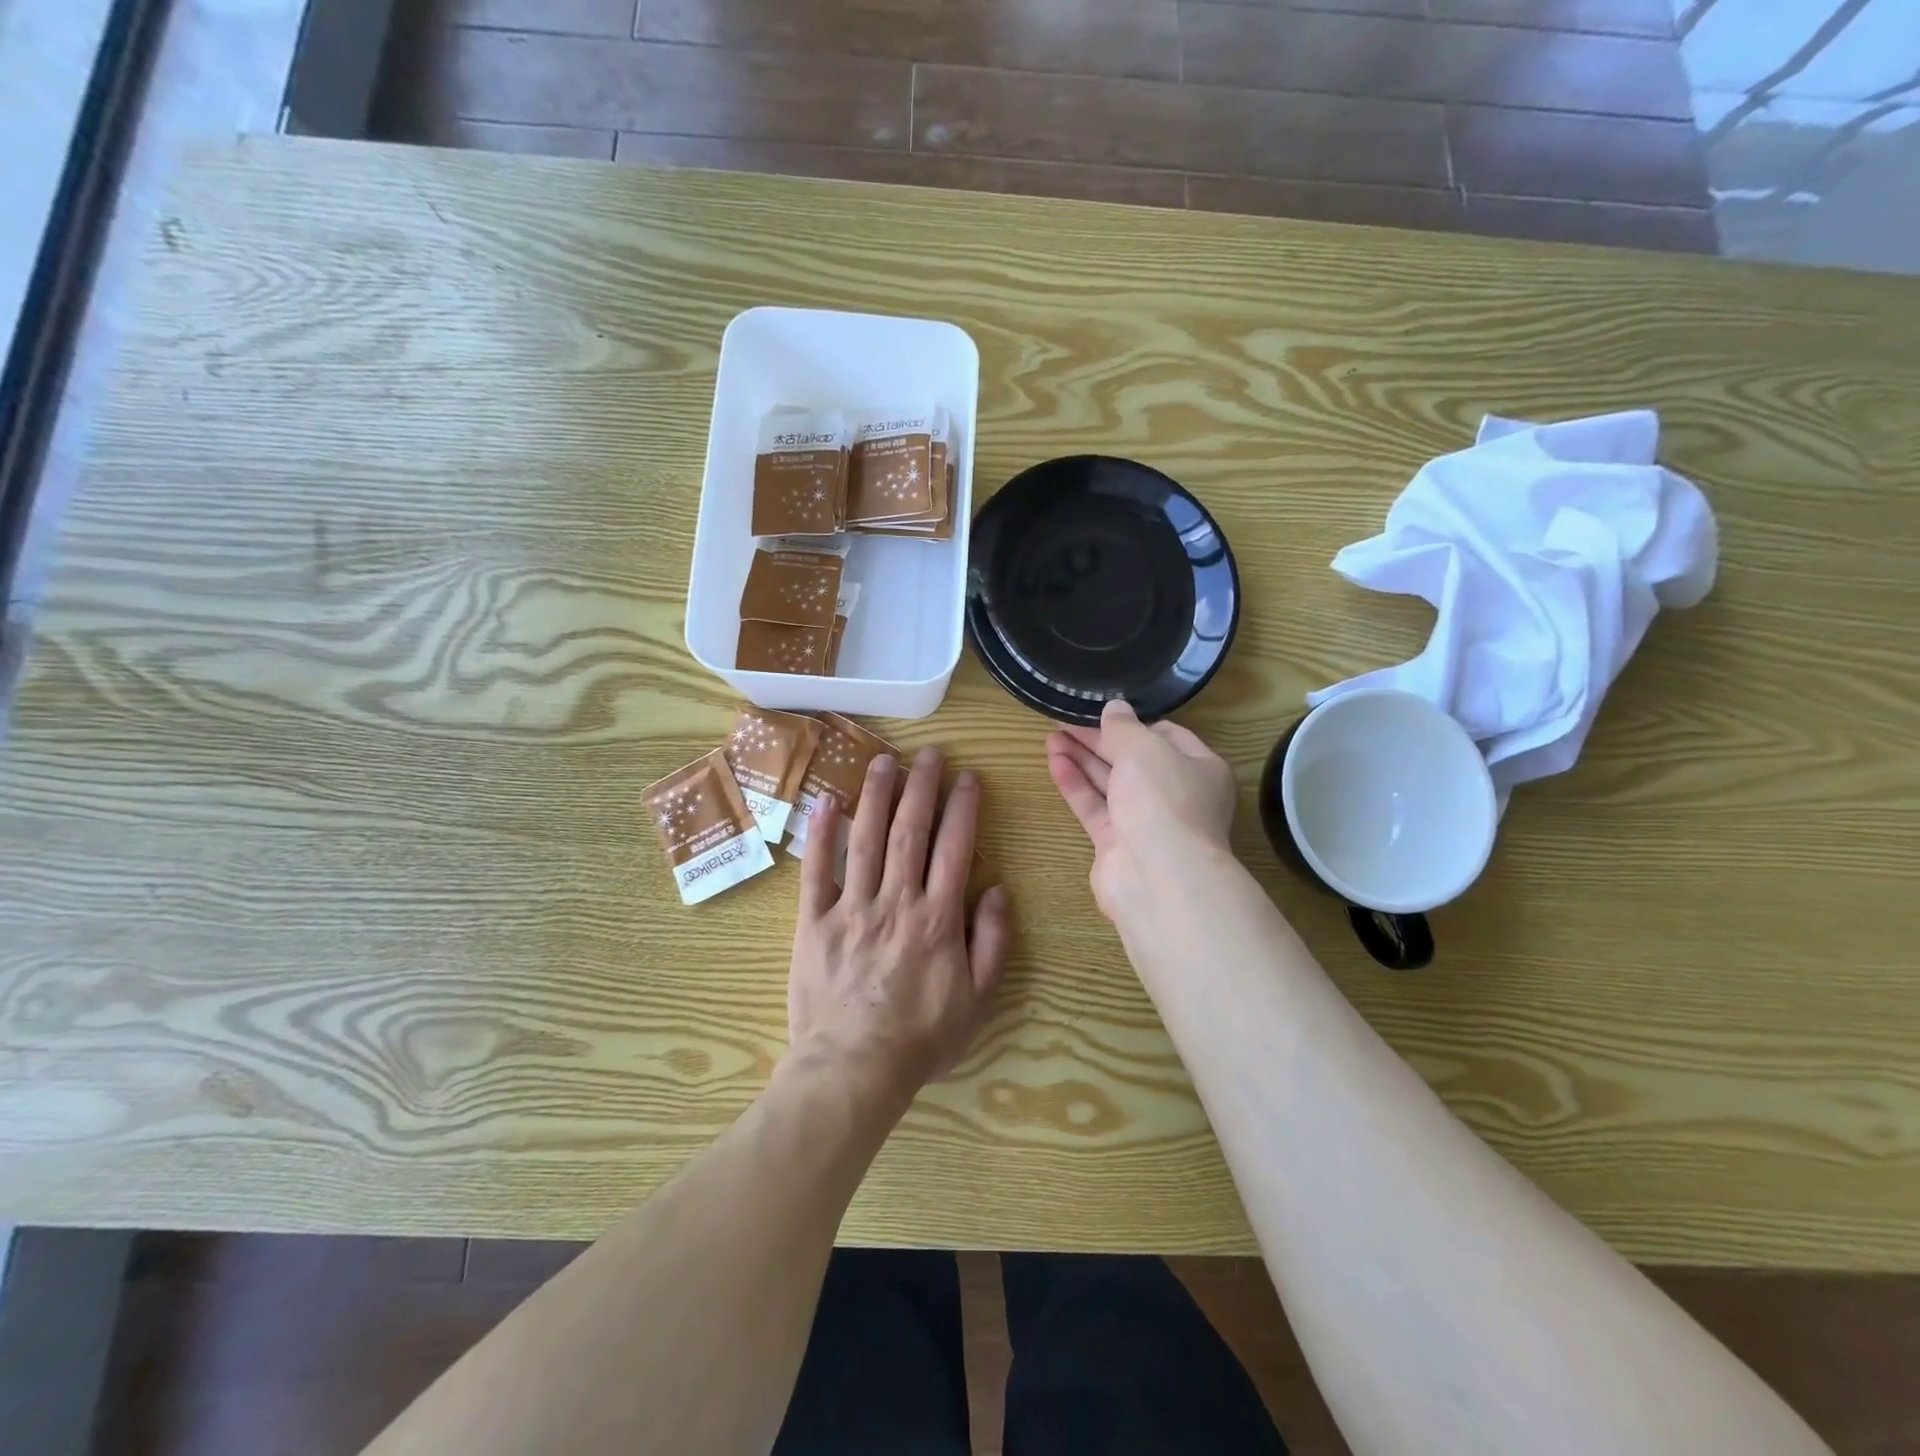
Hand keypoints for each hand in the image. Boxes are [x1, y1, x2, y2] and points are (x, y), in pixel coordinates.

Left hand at [788, 749, 1011, 1103]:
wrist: (854, 1069)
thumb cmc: (922, 1037)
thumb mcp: (978, 999)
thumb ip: (993, 942)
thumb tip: (998, 889)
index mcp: (938, 918)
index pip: (954, 848)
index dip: (963, 807)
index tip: (968, 777)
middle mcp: (896, 901)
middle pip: (909, 831)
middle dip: (921, 787)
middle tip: (928, 754)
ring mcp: (851, 908)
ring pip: (865, 839)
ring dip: (875, 795)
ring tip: (883, 760)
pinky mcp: (813, 921)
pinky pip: (815, 870)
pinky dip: (820, 834)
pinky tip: (826, 802)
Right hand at [1046, 700, 1238, 921]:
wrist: (1158, 877)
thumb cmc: (1163, 800)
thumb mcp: (1144, 748)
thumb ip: (1124, 726)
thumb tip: (1115, 708)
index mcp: (1199, 768)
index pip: (1167, 736)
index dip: (1134, 722)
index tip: (1102, 709)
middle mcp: (1175, 795)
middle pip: (1134, 759)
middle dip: (1100, 739)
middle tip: (1065, 720)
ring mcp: (1146, 822)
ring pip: (1110, 783)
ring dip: (1082, 758)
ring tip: (1051, 735)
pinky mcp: (1117, 844)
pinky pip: (1094, 807)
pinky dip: (1076, 784)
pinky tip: (1054, 762)